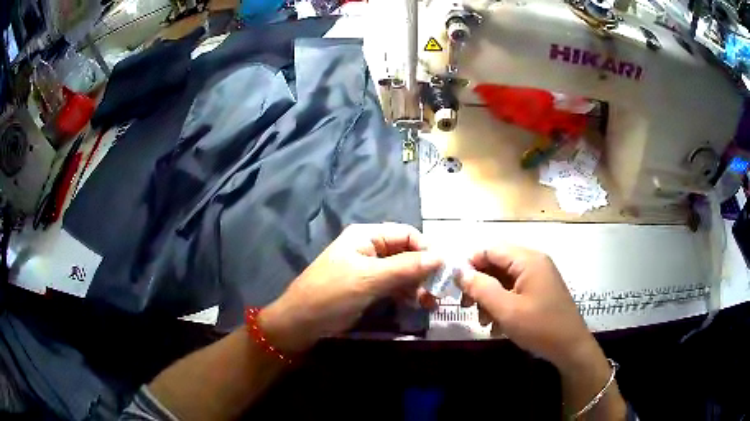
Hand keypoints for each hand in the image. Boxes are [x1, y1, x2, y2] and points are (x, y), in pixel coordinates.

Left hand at [259, 223, 441, 353]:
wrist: (303, 322)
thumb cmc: (333, 293)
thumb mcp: (370, 278)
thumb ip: (406, 267)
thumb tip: (441, 256)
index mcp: (367, 236)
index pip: (406, 234)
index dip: (426, 248)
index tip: (443, 269)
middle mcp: (370, 248)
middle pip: (406, 253)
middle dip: (424, 270)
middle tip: (439, 290)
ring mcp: (370, 269)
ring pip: (403, 271)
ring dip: (418, 284)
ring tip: (431, 302)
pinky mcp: (369, 288)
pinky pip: (395, 285)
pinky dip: (407, 293)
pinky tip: (418, 304)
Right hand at [458, 246, 600, 372]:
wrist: (570, 347)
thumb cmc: (539, 327)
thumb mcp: (506, 309)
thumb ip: (481, 287)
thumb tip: (459, 271)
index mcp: (527, 260)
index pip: (491, 249)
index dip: (470, 264)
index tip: (457, 287)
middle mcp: (534, 262)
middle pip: (497, 264)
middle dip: (480, 285)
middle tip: (467, 306)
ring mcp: (539, 276)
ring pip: (504, 279)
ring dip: (490, 298)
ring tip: (484, 322)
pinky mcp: (540, 291)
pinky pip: (515, 290)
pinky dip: (503, 304)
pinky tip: (498, 326)